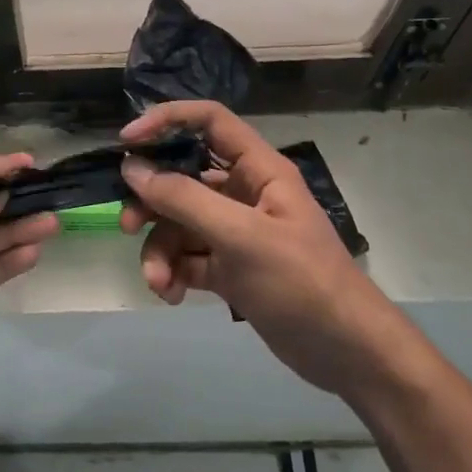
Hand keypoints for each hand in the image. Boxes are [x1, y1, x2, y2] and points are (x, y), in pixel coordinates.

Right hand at [118, 102, 393, 395]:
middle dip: (152, 202)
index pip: (209, 122)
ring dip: (160, 251)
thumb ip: (183, 199)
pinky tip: (173, 295)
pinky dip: (174, 273)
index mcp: (258, 170)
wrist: (344, 350)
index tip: (127, 143)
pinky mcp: (229, 268)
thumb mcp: (240, 236)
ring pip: (179, 224)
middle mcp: (244, 194)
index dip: (167, 121)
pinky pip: (187, 258)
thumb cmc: (299, 280)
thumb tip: (132, 168)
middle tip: (127, 225)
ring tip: (159, 282)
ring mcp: (235, 233)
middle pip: (183, 178)